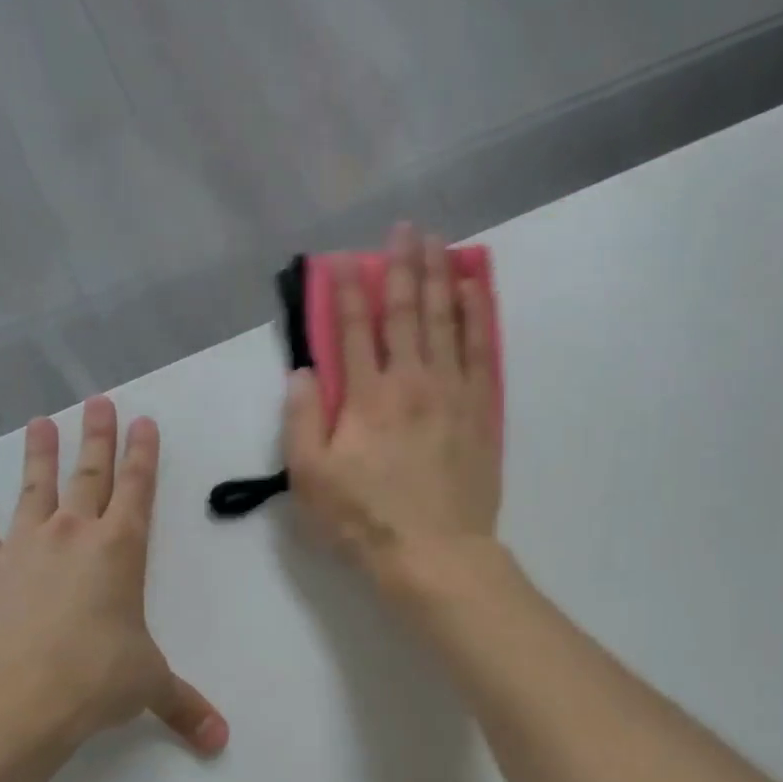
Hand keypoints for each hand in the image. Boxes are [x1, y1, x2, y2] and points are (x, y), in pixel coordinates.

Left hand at [0, 396, 228, 756]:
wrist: (17, 699)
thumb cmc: (96, 680)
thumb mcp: (150, 687)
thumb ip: (186, 707)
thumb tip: (221, 742)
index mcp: (121, 550)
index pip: (138, 490)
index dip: (143, 455)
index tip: (143, 422)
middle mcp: (74, 536)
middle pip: (89, 474)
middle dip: (97, 437)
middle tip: (98, 401)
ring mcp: (26, 549)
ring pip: (35, 490)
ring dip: (39, 455)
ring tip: (39, 422)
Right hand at [283, 223, 502, 591]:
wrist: (435, 554)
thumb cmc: (365, 521)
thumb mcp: (311, 480)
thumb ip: (301, 421)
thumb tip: (302, 372)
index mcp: (365, 398)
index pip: (351, 330)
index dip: (345, 290)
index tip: (342, 259)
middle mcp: (410, 381)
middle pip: (406, 312)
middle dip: (401, 266)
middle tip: (404, 228)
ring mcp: (451, 393)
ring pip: (445, 320)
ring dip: (440, 276)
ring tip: (439, 241)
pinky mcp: (481, 410)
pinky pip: (480, 349)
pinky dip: (477, 314)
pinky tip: (474, 289)